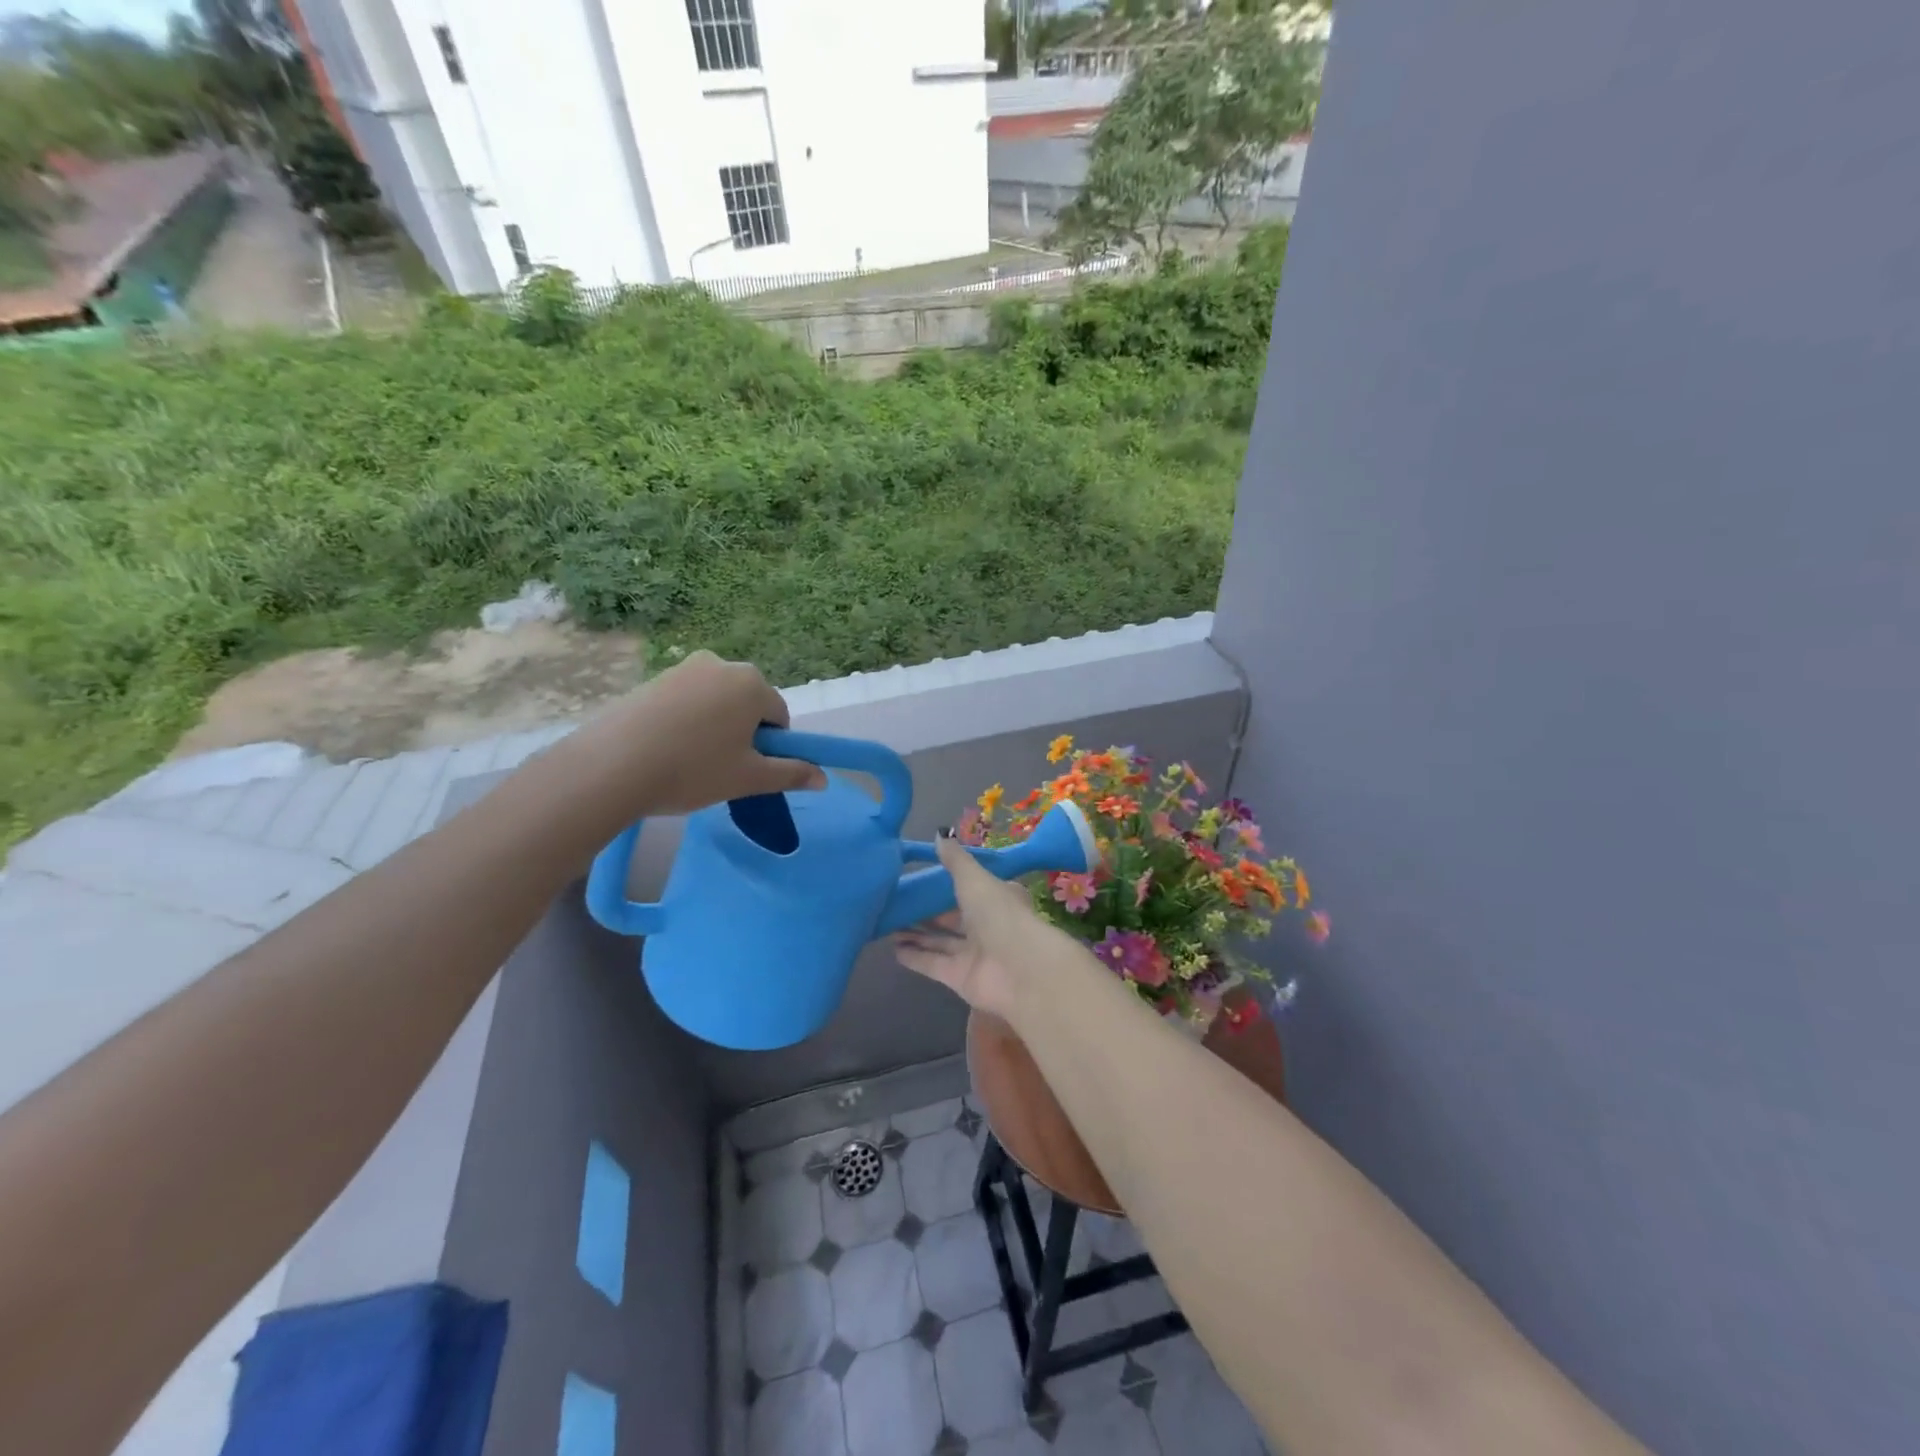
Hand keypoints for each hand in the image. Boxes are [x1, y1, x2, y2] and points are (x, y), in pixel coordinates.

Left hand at [570, 651, 826, 817]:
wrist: (611, 767)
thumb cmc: (693, 770)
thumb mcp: (750, 778)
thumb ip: (791, 774)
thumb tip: (824, 778)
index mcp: (752, 683)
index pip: (778, 716)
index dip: (770, 747)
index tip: (749, 769)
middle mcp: (720, 665)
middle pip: (747, 703)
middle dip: (742, 732)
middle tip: (721, 768)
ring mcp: (682, 669)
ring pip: (715, 702)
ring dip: (714, 727)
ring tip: (690, 761)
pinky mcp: (651, 680)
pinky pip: (685, 701)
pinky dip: (685, 723)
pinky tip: (667, 750)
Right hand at [892, 836, 1051, 1020]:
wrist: (1018, 969)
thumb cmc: (998, 914)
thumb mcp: (974, 878)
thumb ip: (954, 860)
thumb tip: (939, 834)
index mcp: (997, 898)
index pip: (971, 888)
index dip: (947, 884)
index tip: (920, 877)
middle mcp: (987, 925)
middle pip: (952, 917)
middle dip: (926, 912)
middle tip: (896, 903)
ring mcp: (974, 953)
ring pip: (940, 941)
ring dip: (916, 934)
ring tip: (887, 924)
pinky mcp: (961, 978)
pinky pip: (933, 964)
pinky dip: (915, 957)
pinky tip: (893, 949)